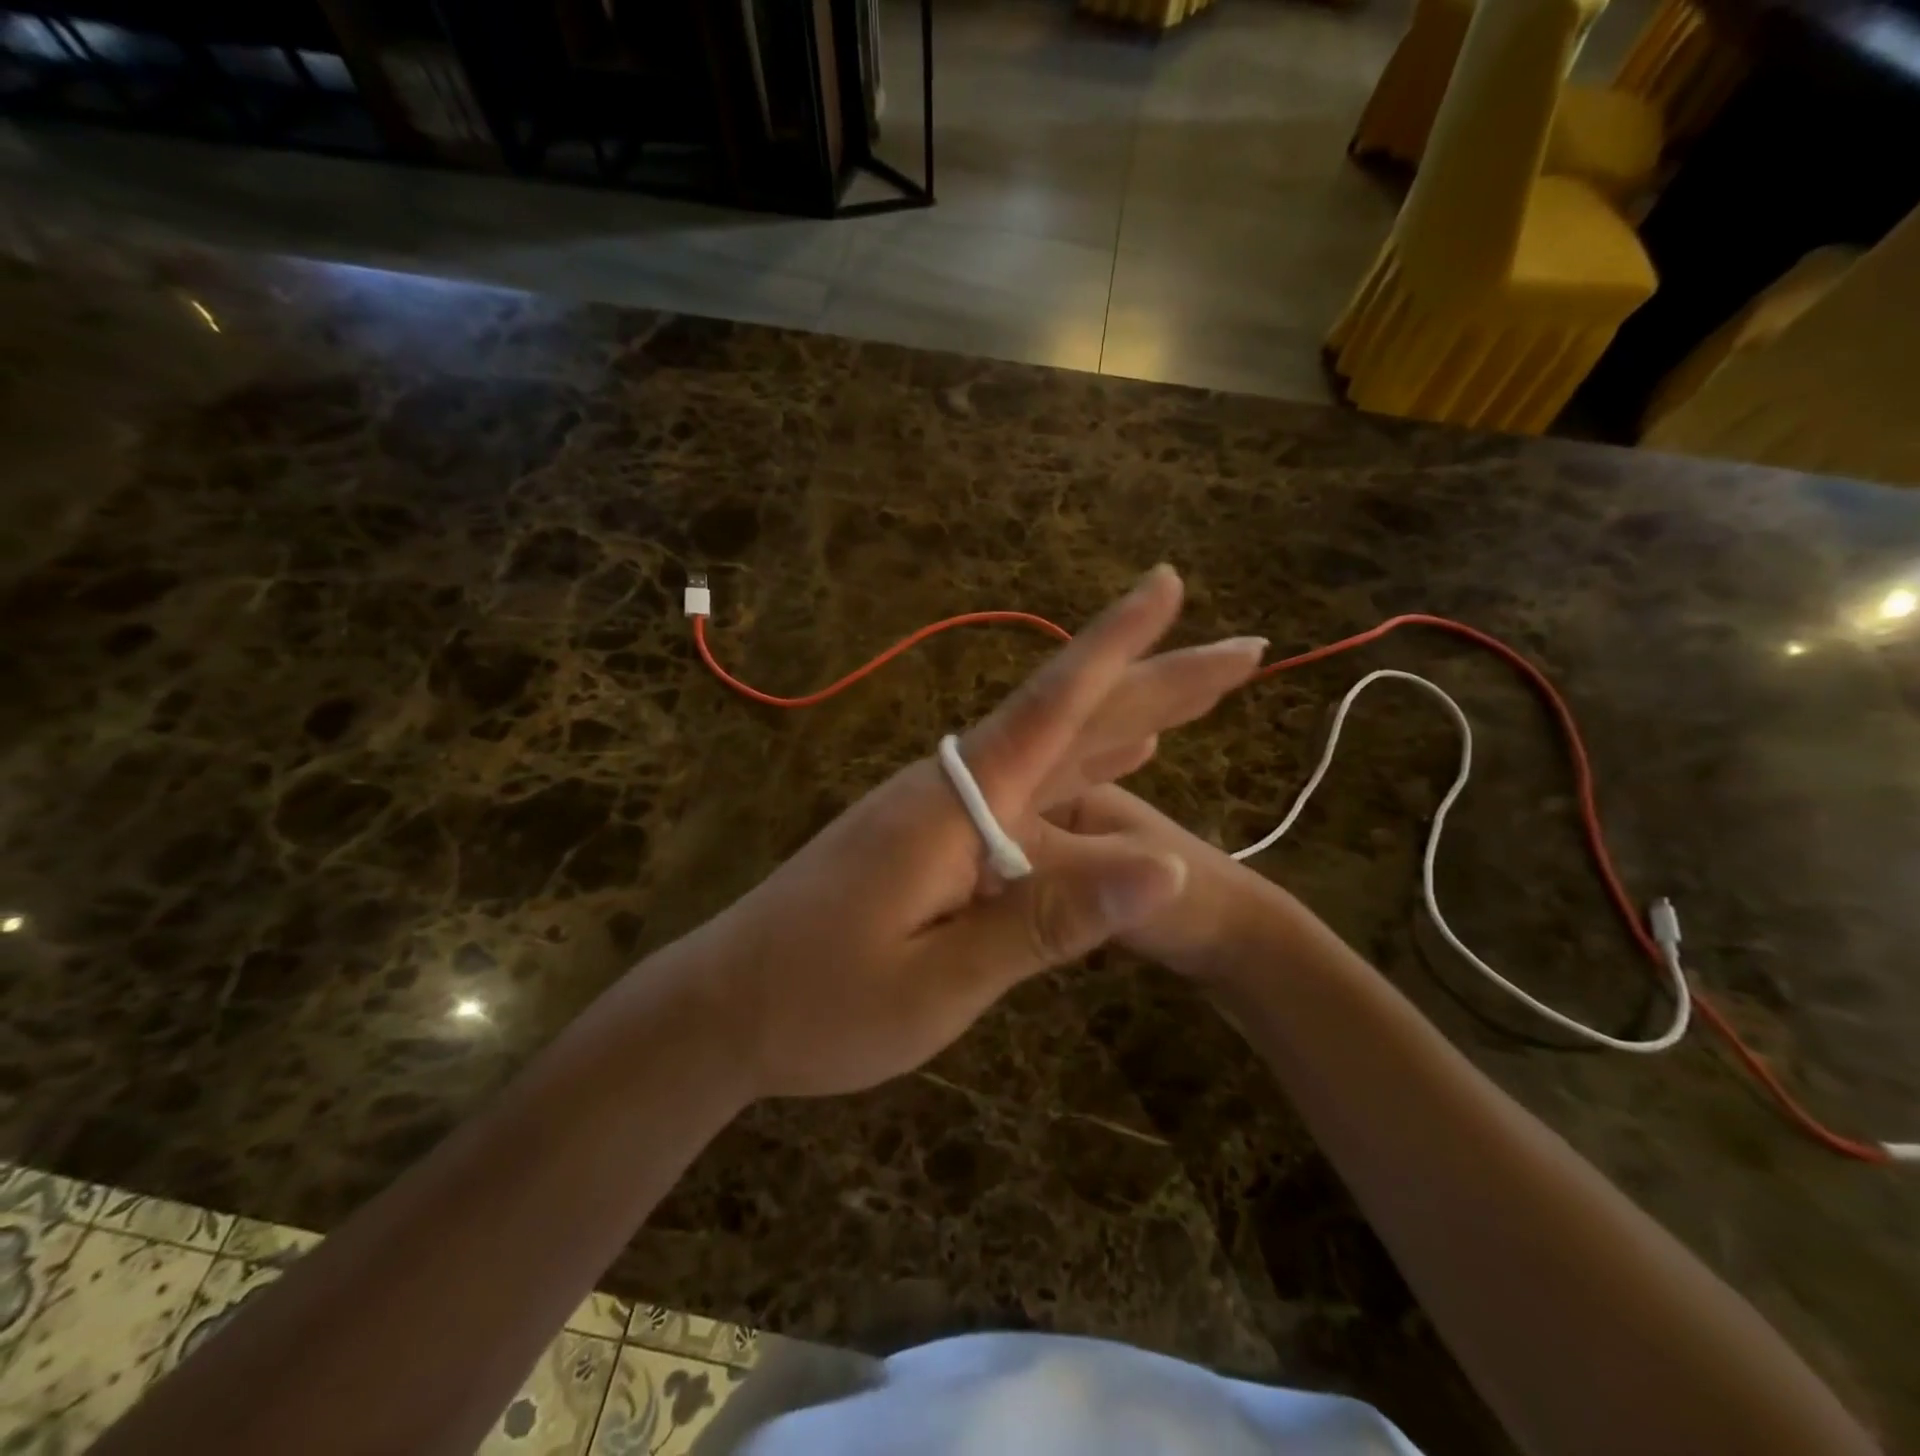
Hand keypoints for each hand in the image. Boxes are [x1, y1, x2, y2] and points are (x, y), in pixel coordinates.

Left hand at [654, 565, 1266, 1099]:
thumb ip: (1047, 920)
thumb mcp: (939, 982)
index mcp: (956, 804)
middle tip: (1240, 652)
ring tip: (1193, 697)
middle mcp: (953, 787)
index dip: (1117, 644)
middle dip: (1156, 680)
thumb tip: (1166, 871)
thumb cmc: (820, 1004)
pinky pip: (1030, 789)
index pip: (1053, 705)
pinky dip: (1084, 770)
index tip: (1169, 584)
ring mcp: (941, 809)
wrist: (724, 1008)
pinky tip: (1120, 764)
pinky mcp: (933, 836)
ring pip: (1054, 751)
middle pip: (1069, 720)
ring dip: (1127, 720)